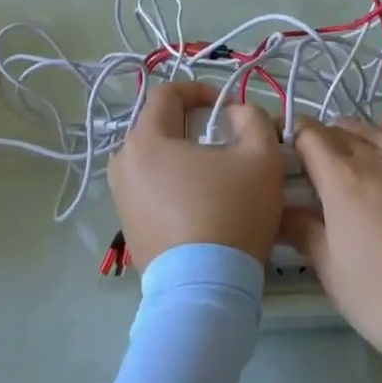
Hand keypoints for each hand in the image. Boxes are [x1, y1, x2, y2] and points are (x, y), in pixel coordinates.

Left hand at [108, 82, 286, 266]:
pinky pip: (152, 189)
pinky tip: (203, 207)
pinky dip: (175, 186)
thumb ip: (252, 119)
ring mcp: (121, 198)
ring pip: (157, 160)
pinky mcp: (128, 228)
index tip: (228, 108)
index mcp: (145, 140)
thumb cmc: (230, 214)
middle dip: (194, 126)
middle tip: (227, 143)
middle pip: (160, 127)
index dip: (200, 91)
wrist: (204, 291)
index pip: (167, 94)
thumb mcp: (260, 157)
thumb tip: (233, 115)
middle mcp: (122, 164)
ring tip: (217, 176)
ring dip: (185, 158)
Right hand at [285, 114, 381, 373]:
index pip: (309, 136)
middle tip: (324, 175)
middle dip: (327, 142)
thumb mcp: (335, 277)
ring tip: (367, 169)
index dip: (295, 140)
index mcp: (343, 180)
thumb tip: (281, 209)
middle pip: (343, 130)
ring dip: (364, 139)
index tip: (292, 160)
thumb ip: (305, 235)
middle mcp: (380, 157)